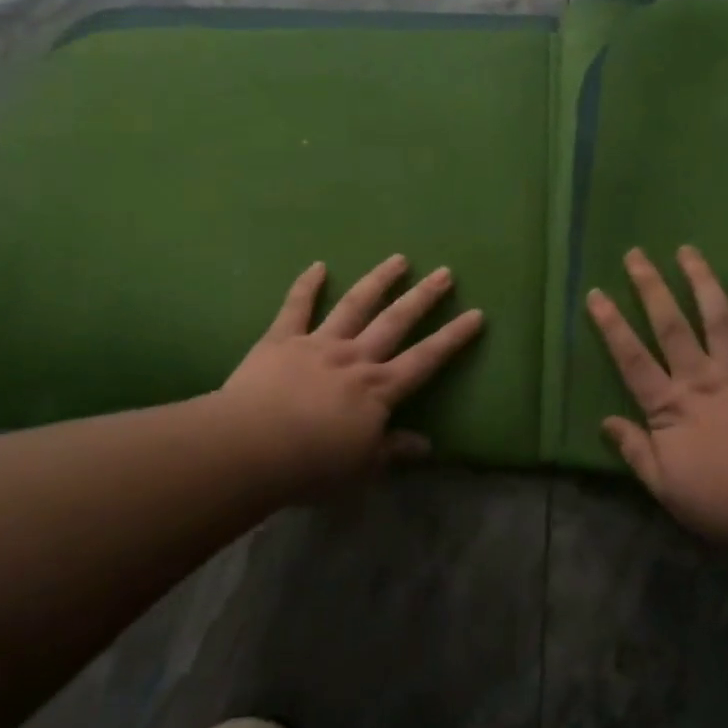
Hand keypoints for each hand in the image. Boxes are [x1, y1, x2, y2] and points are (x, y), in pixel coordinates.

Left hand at [222, 255, 483, 490]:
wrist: (251, 448)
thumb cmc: (311, 466)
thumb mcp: (361, 468)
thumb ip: (392, 451)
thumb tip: (426, 445)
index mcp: (378, 389)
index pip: (426, 359)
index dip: (453, 337)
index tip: (476, 314)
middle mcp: (355, 357)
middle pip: (396, 321)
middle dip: (423, 296)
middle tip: (444, 272)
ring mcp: (318, 343)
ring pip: (355, 305)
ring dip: (378, 281)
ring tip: (398, 259)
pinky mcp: (282, 340)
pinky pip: (296, 307)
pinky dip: (307, 285)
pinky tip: (317, 266)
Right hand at [587, 245, 727, 552]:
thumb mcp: (668, 489)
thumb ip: (636, 452)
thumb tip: (604, 422)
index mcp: (672, 407)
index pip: (632, 359)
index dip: (611, 326)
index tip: (596, 293)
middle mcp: (703, 378)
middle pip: (671, 325)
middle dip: (651, 287)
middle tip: (636, 253)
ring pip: (719, 318)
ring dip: (702, 281)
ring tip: (688, 251)